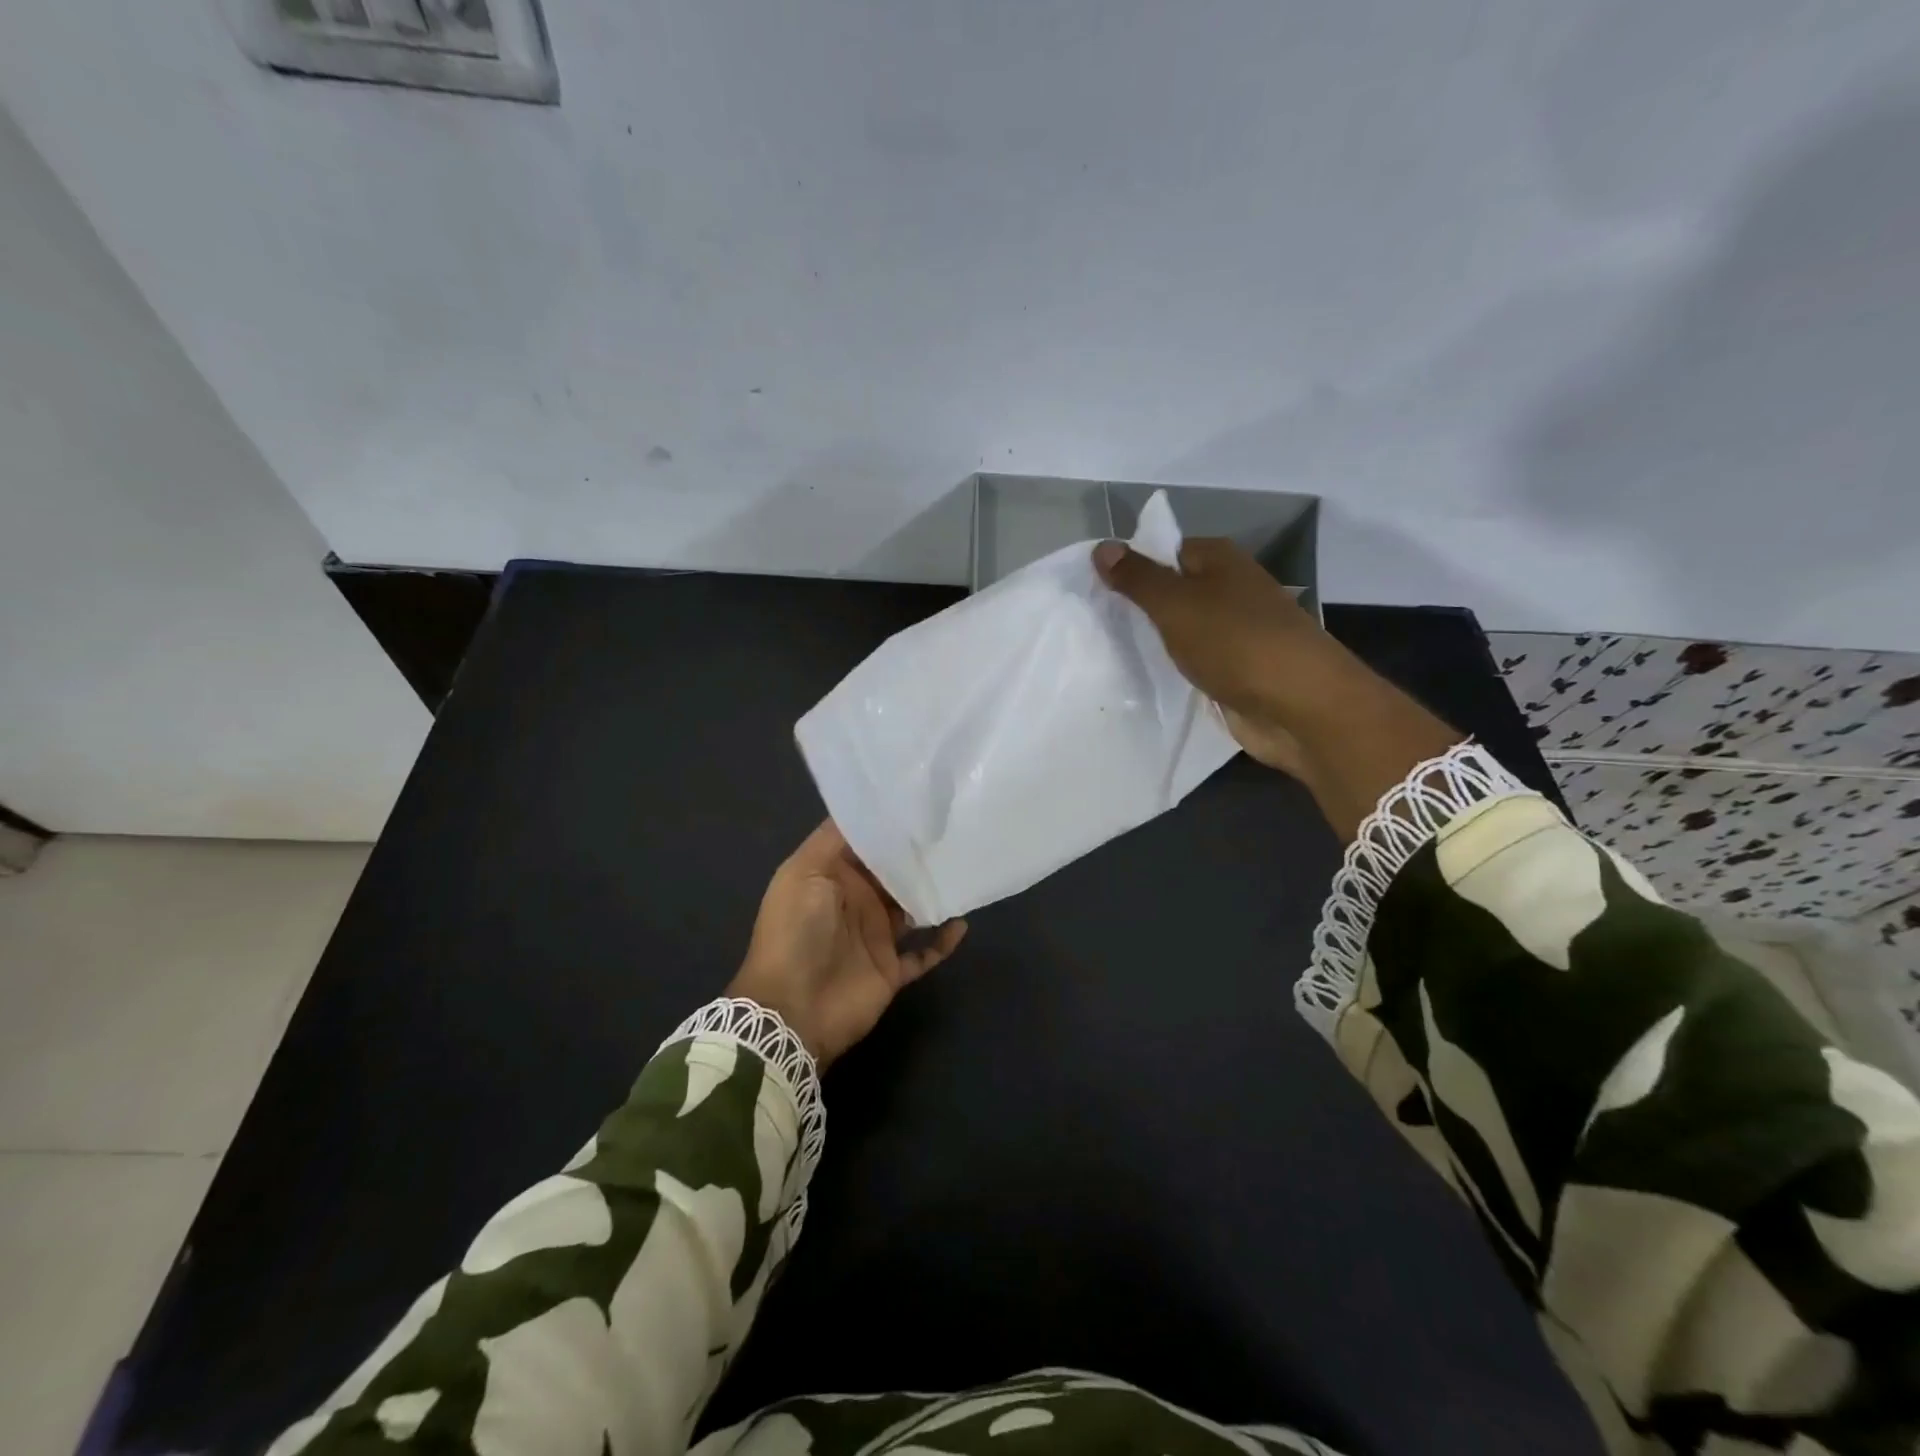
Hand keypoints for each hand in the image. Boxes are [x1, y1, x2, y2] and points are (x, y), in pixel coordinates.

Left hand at [728, 821, 966, 1067]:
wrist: (791, 1011)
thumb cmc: (795, 933)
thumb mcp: (803, 874)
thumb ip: (833, 840)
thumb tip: (866, 809)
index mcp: (831, 877)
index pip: (863, 844)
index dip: (887, 826)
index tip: (920, 804)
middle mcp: (855, 902)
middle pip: (892, 874)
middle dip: (917, 856)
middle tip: (952, 831)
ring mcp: (874, 937)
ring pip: (912, 908)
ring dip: (933, 893)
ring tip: (962, 869)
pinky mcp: (890, 969)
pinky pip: (924, 952)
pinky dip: (943, 941)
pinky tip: (961, 922)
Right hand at [1093, 536, 1462, 840]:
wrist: (1298, 706)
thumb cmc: (1235, 642)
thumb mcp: (1176, 604)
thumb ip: (1138, 578)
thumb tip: (1103, 546)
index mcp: (1220, 560)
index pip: (1165, 550)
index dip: (1131, 566)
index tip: (1093, 588)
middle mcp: (1230, 589)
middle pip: (1173, 590)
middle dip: (1138, 607)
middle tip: (1094, 622)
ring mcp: (1235, 632)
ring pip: (1181, 629)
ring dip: (1153, 641)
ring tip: (1107, 651)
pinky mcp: (1235, 670)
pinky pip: (1193, 661)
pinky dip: (1172, 668)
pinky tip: (1142, 679)